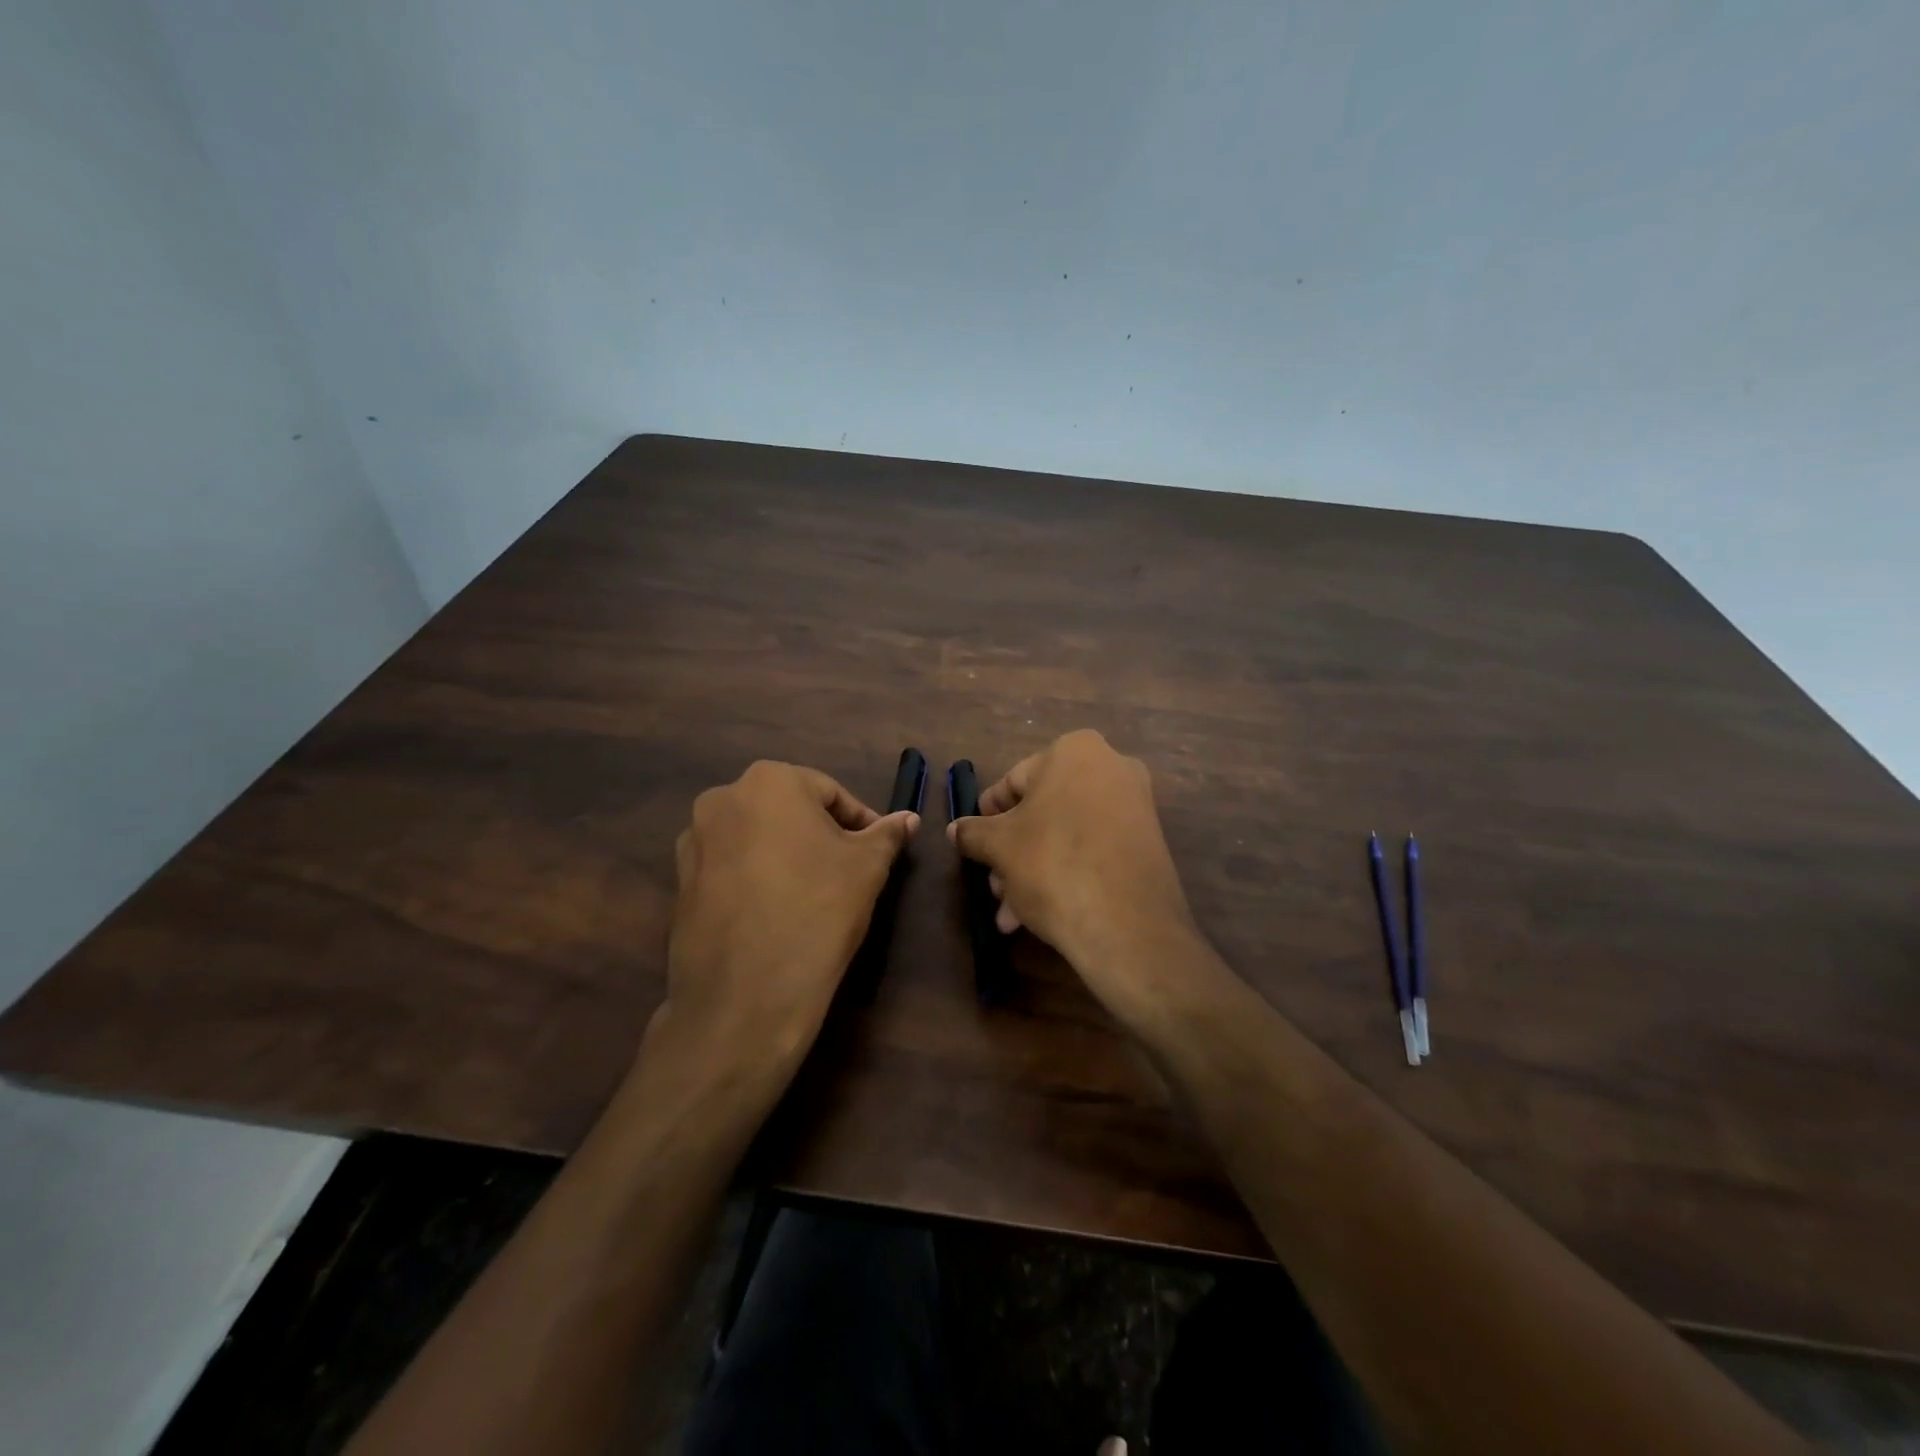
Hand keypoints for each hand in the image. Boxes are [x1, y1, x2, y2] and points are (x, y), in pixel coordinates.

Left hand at [655, 761, 918, 1074]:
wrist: (746, 995)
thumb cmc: (818, 910)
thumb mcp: (868, 867)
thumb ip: (888, 834)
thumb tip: (909, 818)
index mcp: (769, 780)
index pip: (830, 793)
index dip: (861, 822)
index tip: (877, 853)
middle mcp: (722, 798)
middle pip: (789, 810)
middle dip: (821, 836)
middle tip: (848, 873)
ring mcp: (693, 841)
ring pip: (757, 838)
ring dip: (786, 855)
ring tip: (812, 894)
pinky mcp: (680, 883)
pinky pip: (731, 868)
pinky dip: (755, 879)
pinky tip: (775, 913)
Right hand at [947, 730, 1197, 1023]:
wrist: (1127, 925)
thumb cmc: (1053, 865)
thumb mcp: (999, 847)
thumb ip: (973, 832)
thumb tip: (955, 830)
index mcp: (1075, 751)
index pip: (1014, 781)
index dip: (988, 815)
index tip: (974, 843)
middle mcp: (1112, 768)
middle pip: (1042, 811)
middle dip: (1012, 852)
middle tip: (994, 887)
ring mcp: (1135, 806)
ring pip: (1065, 835)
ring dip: (1032, 871)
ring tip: (1011, 914)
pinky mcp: (1148, 843)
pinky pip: (1093, 851)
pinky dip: (1066, 874)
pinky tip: (1039, 915)